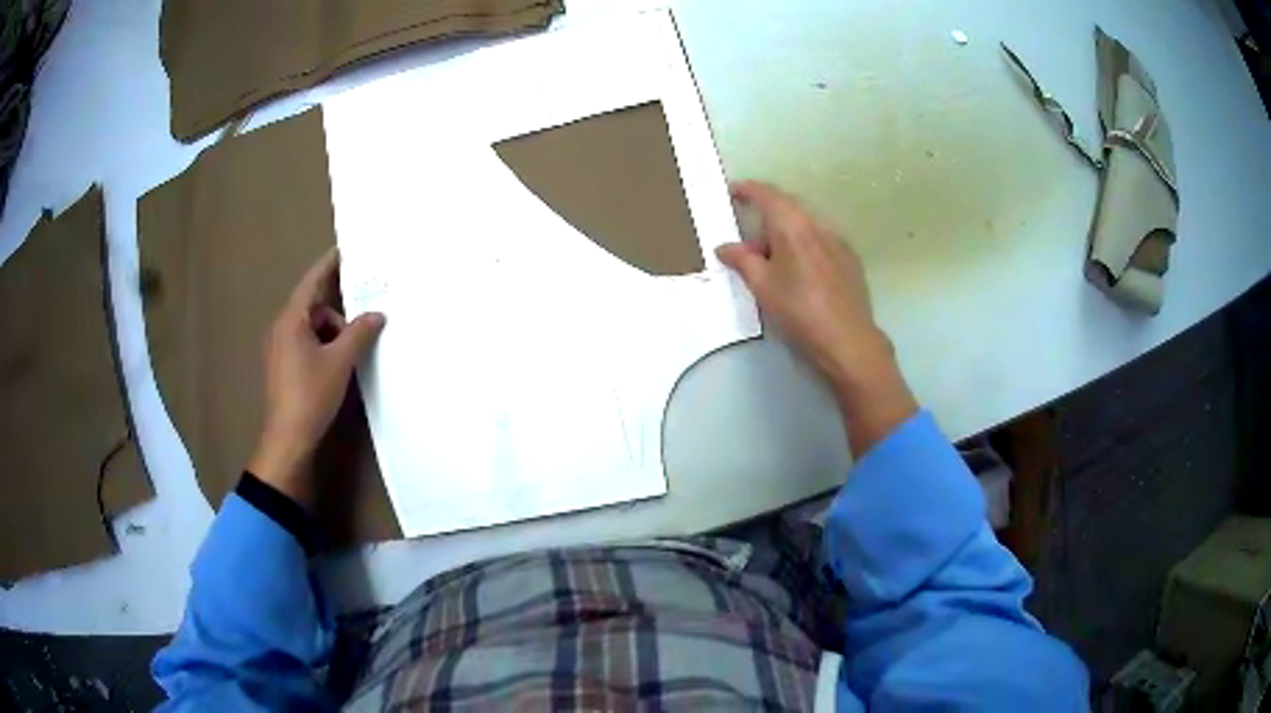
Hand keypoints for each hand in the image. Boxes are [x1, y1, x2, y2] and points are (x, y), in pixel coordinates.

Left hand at [248, 248, 384, 507]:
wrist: (288, 439)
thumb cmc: (310, 395)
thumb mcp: (339, 362)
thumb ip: (359, 333)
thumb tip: (377, 314)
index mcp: (291, 321)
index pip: (311, 282)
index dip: (328, 265)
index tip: (345, 250)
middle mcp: (281, 329)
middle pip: (312, 307)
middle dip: (337, 310)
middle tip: (362, 314)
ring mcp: (279, 350)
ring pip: (310, 328)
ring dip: (332, 332)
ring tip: (353, 349)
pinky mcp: (282, 368)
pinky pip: (305, 344)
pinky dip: (323, 346)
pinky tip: (338, 364)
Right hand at [717, 181, 915, 453]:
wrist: (849, 342)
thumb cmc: (800, 312)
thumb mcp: (762, 287)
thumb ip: (741, 260)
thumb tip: (724, 247)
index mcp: (793, 225)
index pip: (767, 194)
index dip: (747, 189)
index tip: (731, 192)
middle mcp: (818, 224)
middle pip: (788, 206)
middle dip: (765, 214)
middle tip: (746, 236)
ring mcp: (838, 241)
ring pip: (805, 224)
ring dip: (785, 232)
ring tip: (770, 260)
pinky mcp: (850, 259)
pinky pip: (820, 239)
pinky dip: (802, 244)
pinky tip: (798, 271)